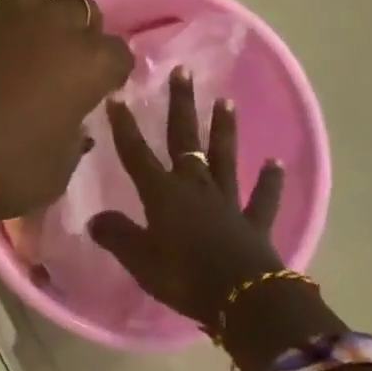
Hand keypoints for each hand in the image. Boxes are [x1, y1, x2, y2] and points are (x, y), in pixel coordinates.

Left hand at [0, 0, 132, 222]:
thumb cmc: (2, 164)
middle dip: (76, 32)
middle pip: (80, 10)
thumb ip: (72, 139)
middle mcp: (51, 25)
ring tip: (13, 49)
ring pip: (31, 1)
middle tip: (59, 60)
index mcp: (86, 63)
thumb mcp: (54, 172)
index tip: (100, 88)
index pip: (119, 54)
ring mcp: (3, 11)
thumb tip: (70, 124)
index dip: (111, 71)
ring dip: (31, 22)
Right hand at [87, 66, 289, 332]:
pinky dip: (271, 181)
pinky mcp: (255, 222)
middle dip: (182, 104)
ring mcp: (228, 201)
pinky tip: (277, 163)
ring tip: (227, 101)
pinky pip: (263, 198)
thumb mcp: (140, 260)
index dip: (125, 126)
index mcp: (164, 193)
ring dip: (225, 130)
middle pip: (186, 138)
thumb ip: (117, 236)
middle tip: (183, 70)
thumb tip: (94, 218)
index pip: (137, 153)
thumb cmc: (184, 276)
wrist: (244, 299)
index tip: (117, 95)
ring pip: (224, 157)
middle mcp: (195, 186)